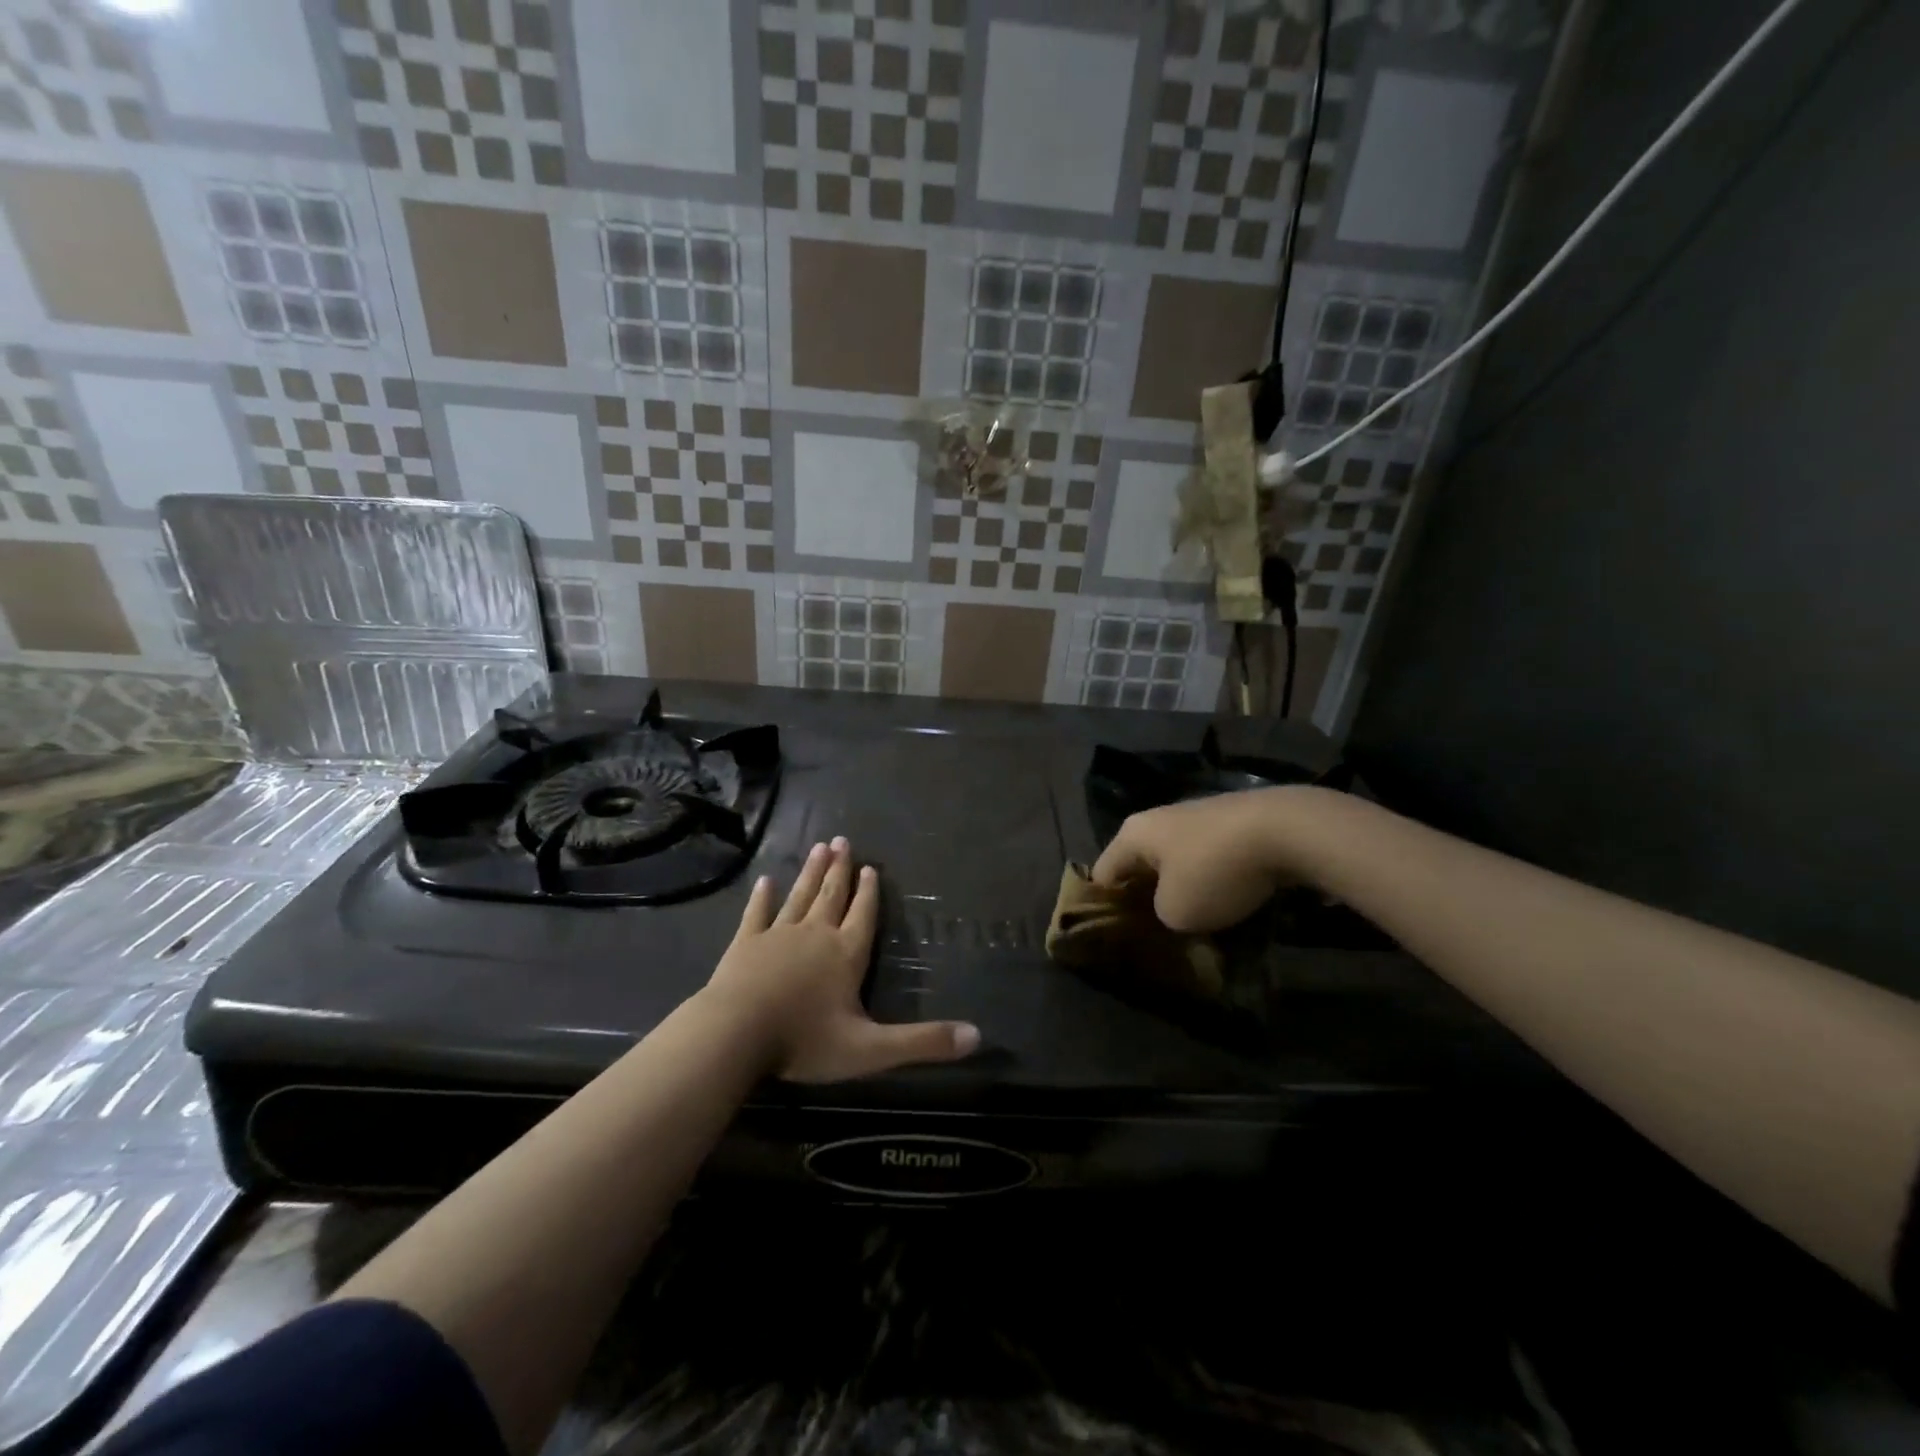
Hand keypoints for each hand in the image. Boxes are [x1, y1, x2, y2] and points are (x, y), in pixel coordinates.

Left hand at [701, 837, 979, 1082]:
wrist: (735, 1035)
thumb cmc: (805, 1041)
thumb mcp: (872, 1050)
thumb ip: (923, 1042)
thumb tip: (977, 1036)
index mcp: (846, 954)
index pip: (863, 916)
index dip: (869, 893)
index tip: (870, 867)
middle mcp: (815, 935)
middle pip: (831, 896)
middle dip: (840, 870)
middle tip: (843, 840)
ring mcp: (778, 935)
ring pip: (799, 896)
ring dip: (811, 873)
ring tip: (819, 848)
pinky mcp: (745, 944)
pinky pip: (757, 914)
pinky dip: (762, 897)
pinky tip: (765, 880)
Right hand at [1091, 787, 1322, 932]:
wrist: (1287, 831)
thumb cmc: (1214, 870)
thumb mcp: (1176, 912)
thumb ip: (1160, 917)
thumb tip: (1171, 911)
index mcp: (1133, 834)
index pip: (1102, 875)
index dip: (1104, 909)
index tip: (1117, 940)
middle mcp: (1159, 819)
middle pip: (1141, 867)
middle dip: (1148, 901)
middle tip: (1158, 938)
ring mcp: (1198, 817)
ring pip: (1178, 864)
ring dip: (1184, 893)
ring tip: (1197, 928)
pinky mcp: (1233, 824)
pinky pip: (1210, 860)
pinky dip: (1214, 883)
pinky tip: (1229, 906)